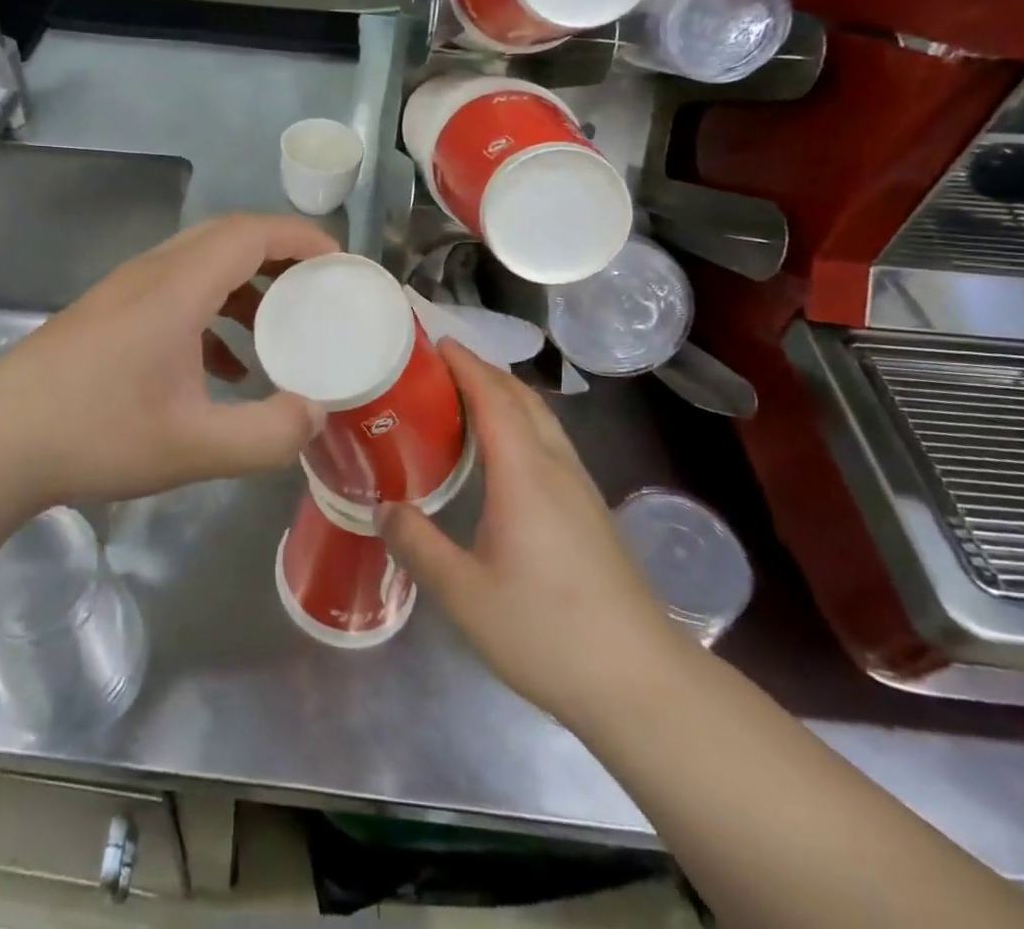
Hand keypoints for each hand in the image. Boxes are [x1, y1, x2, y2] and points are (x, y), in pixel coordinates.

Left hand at [0, 214, 338, 509]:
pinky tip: (223, 368)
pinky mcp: (109, 313)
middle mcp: (153, 273)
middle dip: (281, 256)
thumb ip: (266, 434)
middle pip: (228, 238)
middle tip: (319, 290)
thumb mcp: (194, 448)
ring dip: (246, 286)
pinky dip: (213, 313)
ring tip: (280, 330)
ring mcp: (126, 291)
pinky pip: (176, 293)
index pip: (252, 232)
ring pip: (201, 264)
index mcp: (178, 287)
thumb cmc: (96, 434)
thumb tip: (315, 414)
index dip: (302, 237)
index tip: (341, 263)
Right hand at [378, 342, 676, 718]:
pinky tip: (501, 454)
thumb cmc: (547, 632)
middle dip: (483, 371)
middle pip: (521, 398)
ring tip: (462, 400)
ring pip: (541, 419)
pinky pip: (549, 442)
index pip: (493, 397)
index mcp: (525, 474)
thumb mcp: (464, 594)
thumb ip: (418, 545)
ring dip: (504, 395)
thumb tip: (382, 508)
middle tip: (438, 367)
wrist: (642, 682)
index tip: (435, 341)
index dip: (465, 364)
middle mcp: (556, 467)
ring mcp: (580, 488)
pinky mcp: (590, 511)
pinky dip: (520, 423)